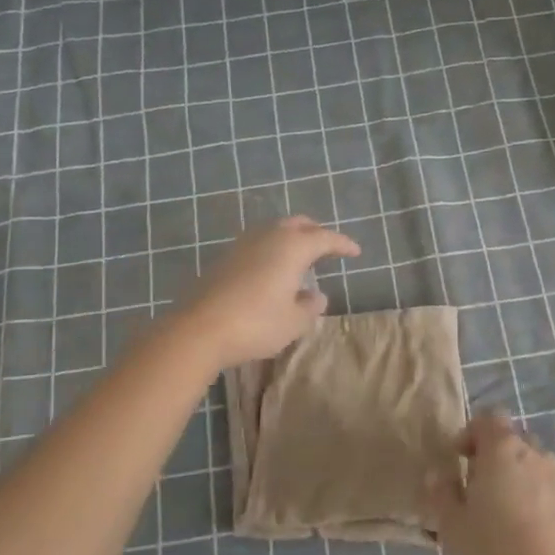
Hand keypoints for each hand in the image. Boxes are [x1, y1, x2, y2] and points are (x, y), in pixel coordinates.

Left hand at [175, 217, 360, 368]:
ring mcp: (243, 245)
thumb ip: (310, 307)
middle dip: (315, 232)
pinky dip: (272, 250)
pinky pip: (257, 244)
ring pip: (274, 231)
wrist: (199, 329)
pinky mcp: (224, 258)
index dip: (342, 244)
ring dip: (291, 239)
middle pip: (298, 224)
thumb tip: (317, 296)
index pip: (325, 238)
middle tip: (327, 248)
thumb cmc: (256, 324)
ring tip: (300, 259)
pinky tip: (272, 270)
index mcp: (293, 247)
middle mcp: (269, 237)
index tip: (355, 252)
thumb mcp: (294, 322)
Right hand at [425, 413, 554, 554]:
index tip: (457, 461)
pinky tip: (519, 530)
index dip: (470, 434)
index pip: (487, 419)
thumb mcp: (452, 526)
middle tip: (473, 488)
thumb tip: (438, 474)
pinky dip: (529, 496)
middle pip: (509, 439)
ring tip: (497, 511)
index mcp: (502, 449)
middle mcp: (533, 453)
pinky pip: (543, 486)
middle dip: (490, 455)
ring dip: (511, 475)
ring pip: (528, 463)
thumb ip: (442, 493)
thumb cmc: (494, 553)